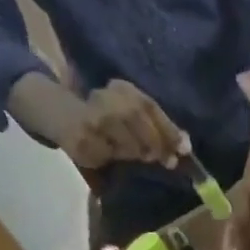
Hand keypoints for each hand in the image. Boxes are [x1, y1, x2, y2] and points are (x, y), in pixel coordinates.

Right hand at [63, 81, 189, 169]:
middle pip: (136, 118)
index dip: (169, 128)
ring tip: (141, 157)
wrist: (64, 117)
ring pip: (124, 140)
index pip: (149, 106)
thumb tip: (185, 145)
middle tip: (168, 160)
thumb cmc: (108, 121)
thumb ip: (159, 128)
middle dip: (156, 142)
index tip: (185, 149)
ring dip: (137, 152)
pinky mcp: (81, 140)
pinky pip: (108, 155)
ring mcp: (90, 118)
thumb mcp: (133, 117)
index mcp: (122, 88)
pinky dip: (116, 159)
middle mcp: (105, 97)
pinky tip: (113, 157)